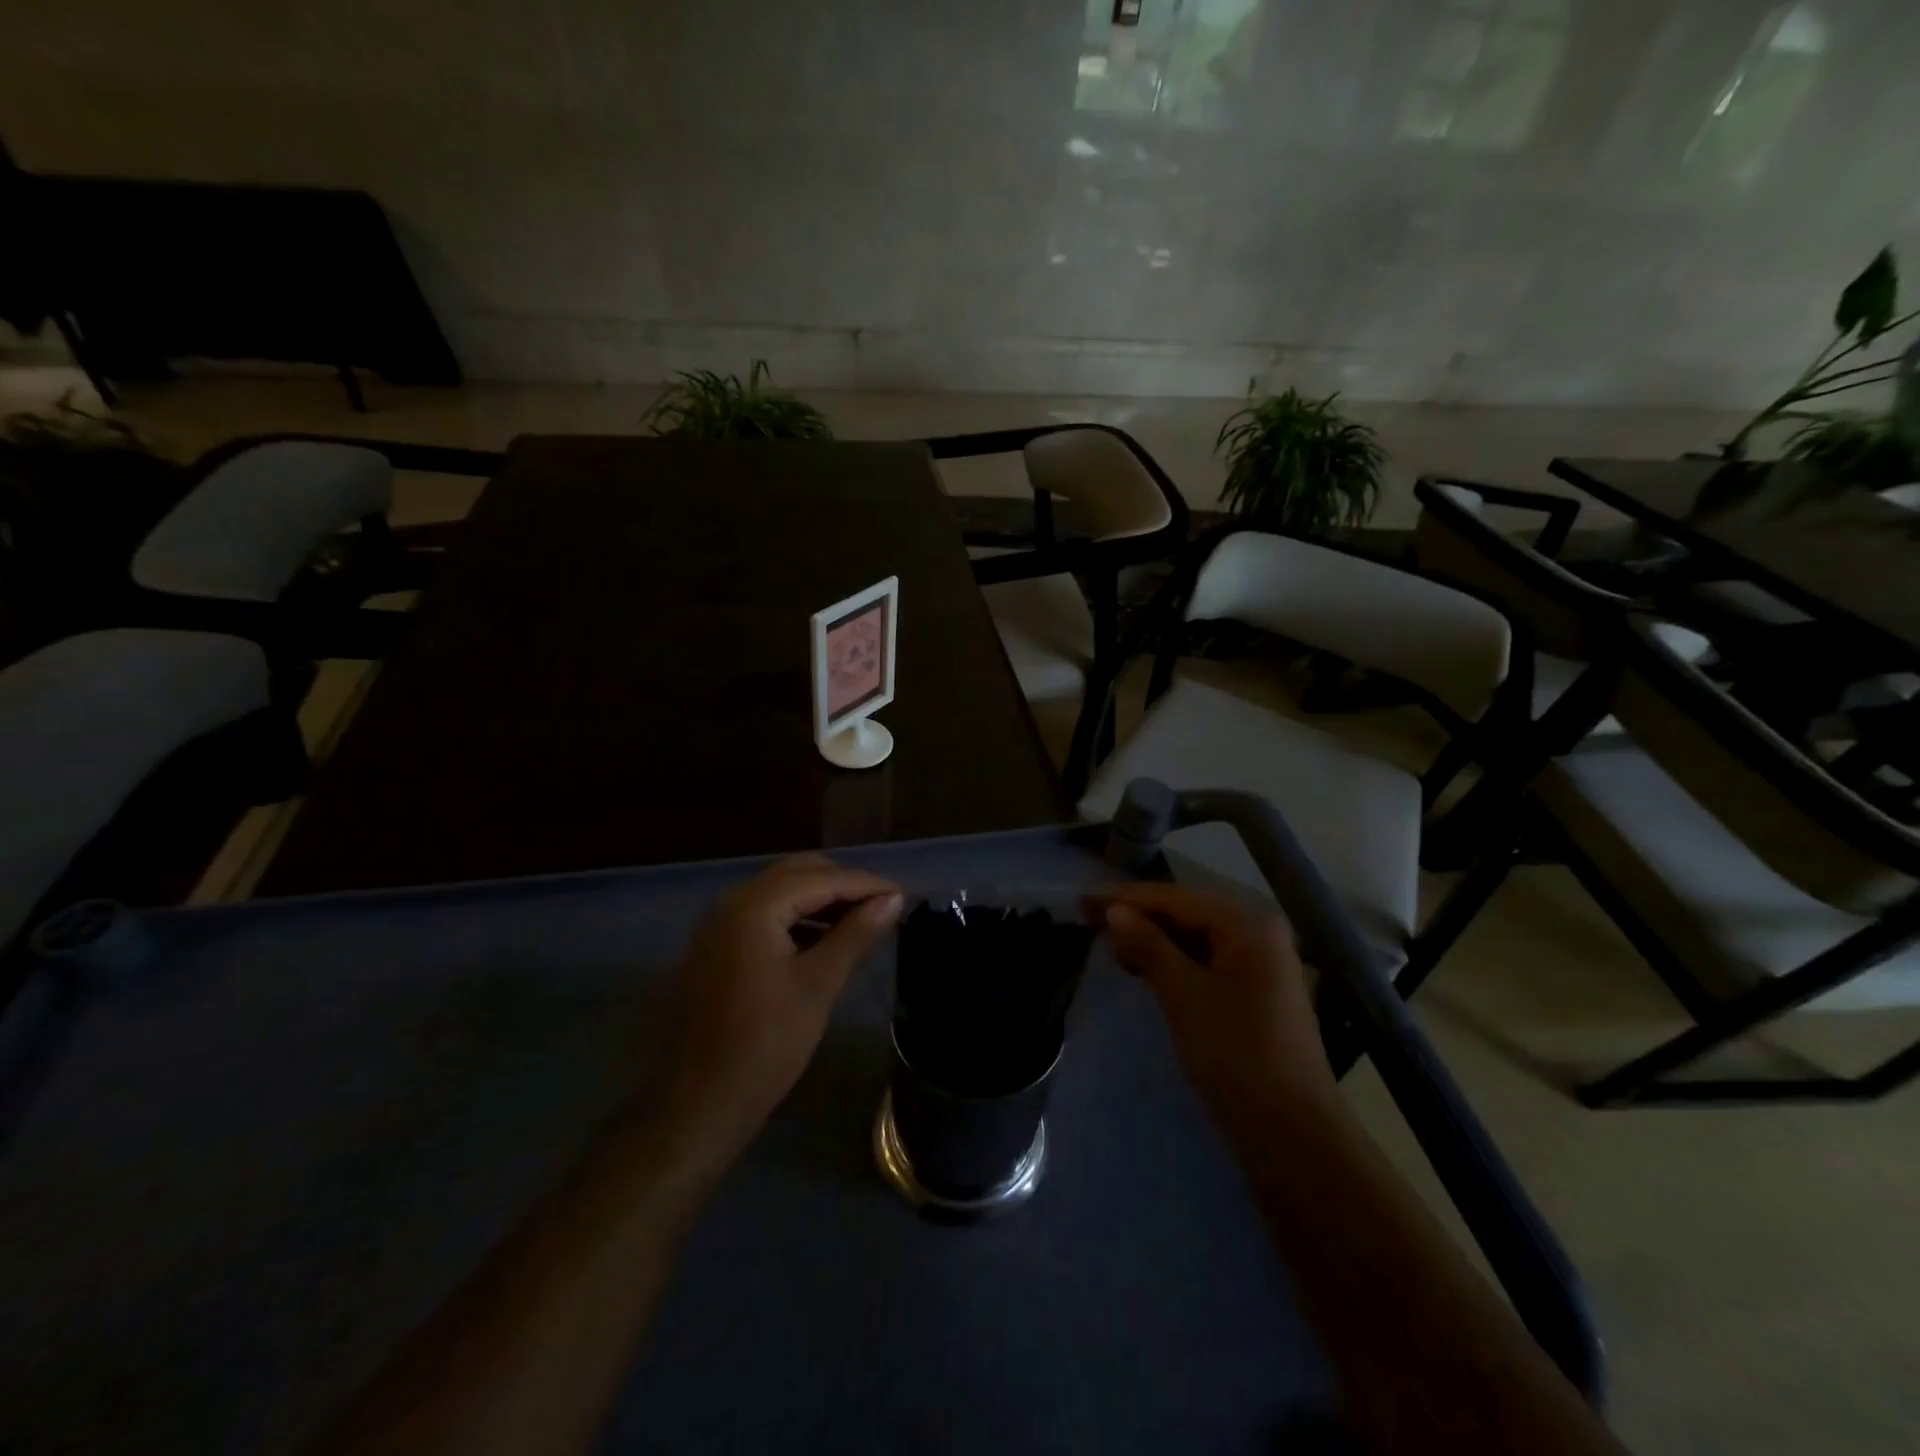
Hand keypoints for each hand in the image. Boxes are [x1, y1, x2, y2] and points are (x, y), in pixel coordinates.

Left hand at [660, 856, 902, 1159]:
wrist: (703, 1102)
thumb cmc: (767, 1043)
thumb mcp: (819, 984)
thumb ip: (856, 934)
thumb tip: (893, 900)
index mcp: (754, 906)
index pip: (821, 878)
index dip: (866, 884)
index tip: (904, 895)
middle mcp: (731, 901)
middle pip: (798, 873)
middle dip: (843, 884)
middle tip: (884, 905)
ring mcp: (719, 922)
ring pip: (781, 891)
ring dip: (821, 898)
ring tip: (862, 919)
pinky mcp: (717, 944)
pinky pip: (765, 913)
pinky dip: (797, 916)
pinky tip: (825, 937)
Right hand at [1096, 883, 1334, 1119]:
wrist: (1293, 1134)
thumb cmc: (1236, 1055)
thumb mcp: (1184, 996)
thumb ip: (1149, 946)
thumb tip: (1114, 911)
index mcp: (1247, 924)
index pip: (1176, 898)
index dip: (1126, 898)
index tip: (1084, 900)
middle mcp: (1258, 931)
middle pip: (1187, 912)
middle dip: (1138, 915)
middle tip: (1089, 917)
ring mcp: (1260, 962)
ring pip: (1195, 936)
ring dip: (1153, 937)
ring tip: (1108, 939)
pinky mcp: (1254, 990)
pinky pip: (1205, 959)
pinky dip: (1173, 959)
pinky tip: (1142, 964)